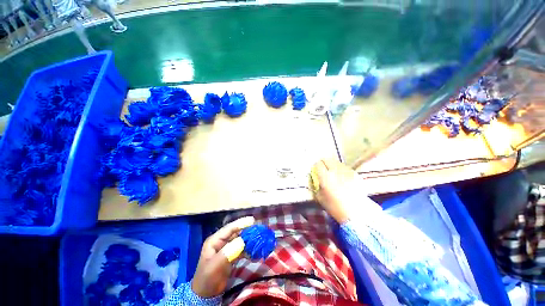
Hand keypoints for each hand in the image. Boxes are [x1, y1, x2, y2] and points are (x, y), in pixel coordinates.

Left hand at [192, 216, 254, 297]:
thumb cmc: (208, 278)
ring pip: (240, 240)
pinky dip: (248, 249)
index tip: (252, 220)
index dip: (241, 223)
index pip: (229, 228)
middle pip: (236, 232)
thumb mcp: (215, 266)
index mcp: (215, 240)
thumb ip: (227, 253)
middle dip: (247, 230)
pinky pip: (241, 249)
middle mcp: (221, 242)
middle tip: (259, 228)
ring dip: (249, 239)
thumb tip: (242, 241)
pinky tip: (255, 251)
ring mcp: (226, 248)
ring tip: (259, 238)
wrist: (206, 294)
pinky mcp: (231, 255)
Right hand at [312, 159, 367, 222]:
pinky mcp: (354, 173)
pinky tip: (341, 175)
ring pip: (336, 161)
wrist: (357, 212)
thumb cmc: (335, 207)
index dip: (315, 166)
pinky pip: (344, 166)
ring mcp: (346, 171)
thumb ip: (316, 186)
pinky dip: (340, 168)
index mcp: (325, 177)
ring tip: (332, 171)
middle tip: (322, 168)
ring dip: (332, 164)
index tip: (315, 170)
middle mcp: (335, 171)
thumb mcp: (320, 198)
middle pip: (327, 159)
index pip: (318, 164)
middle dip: (323, 162)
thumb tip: (316, 179)